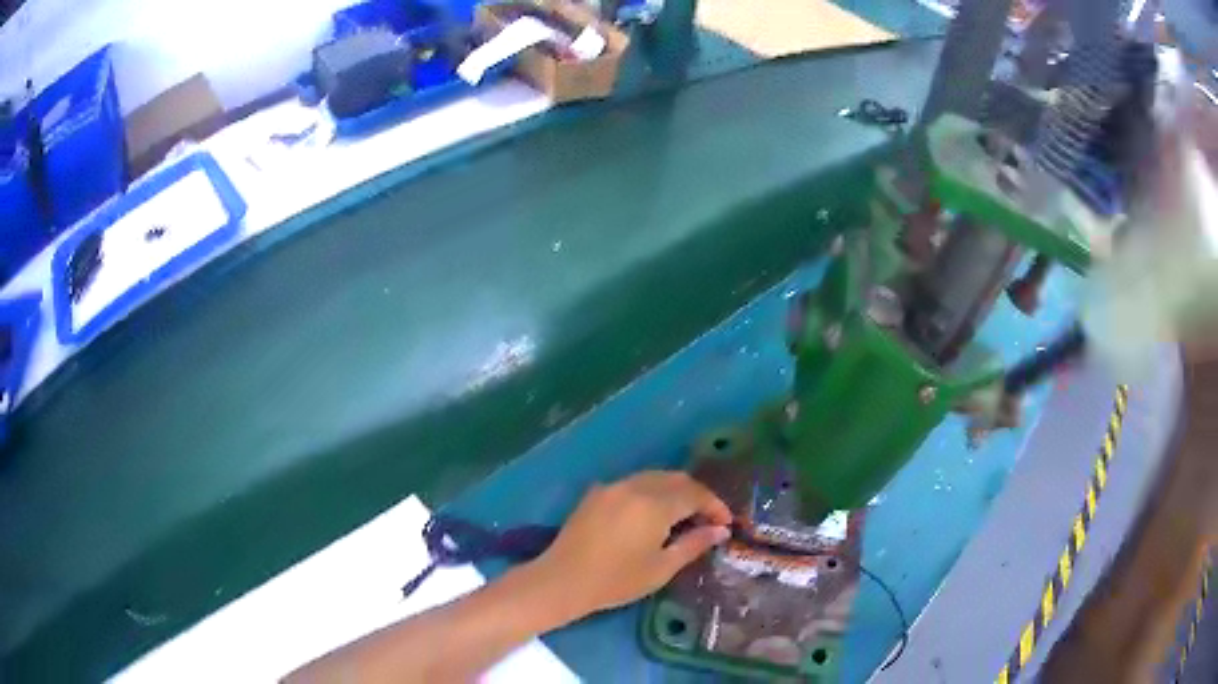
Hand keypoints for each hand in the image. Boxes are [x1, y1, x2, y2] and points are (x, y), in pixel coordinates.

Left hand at [528, 471, 731, 618]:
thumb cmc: (616, 580)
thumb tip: (720, 530)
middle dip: (696, 495)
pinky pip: (633, 484)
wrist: (563, 580)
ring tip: (683, 516)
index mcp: (654, 504)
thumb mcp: (661, 568)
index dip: (715, 506)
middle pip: (676, 479)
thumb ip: (693, 544)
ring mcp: (613, 486)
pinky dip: (651, 492)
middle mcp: (635, 486)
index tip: (726, 524)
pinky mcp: (596, 493)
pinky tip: (652, 514)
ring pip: (653, 477)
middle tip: (708, 519)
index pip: (695, 494)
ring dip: (674, 491)